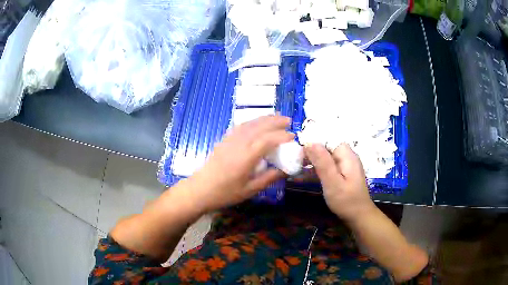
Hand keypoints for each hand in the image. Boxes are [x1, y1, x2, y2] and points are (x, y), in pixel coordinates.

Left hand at [189, 115, 294, 211]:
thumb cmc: (225, 193)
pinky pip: (240, 126)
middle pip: (259, 126)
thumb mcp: (250, 190)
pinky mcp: (224, 140)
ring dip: (264, 118)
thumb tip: (287, 170)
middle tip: (289, 121)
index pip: (268, 140)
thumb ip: (269, 178)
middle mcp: (239, 144)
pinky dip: (252, 121)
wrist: (200, 189)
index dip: (282, 136)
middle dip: (275, 121)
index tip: (293, 136)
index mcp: (247, 157)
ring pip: (250, 123)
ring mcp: (230, 140)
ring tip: (276, 117)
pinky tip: (256, 123)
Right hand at [305, 143, 375, 221]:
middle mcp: (348, 156)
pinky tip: (309, 171)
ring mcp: (346, 165)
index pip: (329, 139)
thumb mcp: (332, 182)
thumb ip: (322, 162)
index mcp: (347, 155)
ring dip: (314, 158)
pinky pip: (330, 164)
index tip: (299, 150)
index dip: (314, 141)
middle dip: (312, 150)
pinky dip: (319, 166)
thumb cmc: (346, 200)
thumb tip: (310, 142)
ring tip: (299, 164)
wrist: (358, 216)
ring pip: (327, 155)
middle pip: (328, 146)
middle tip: (296, 159)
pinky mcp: (343, 173)